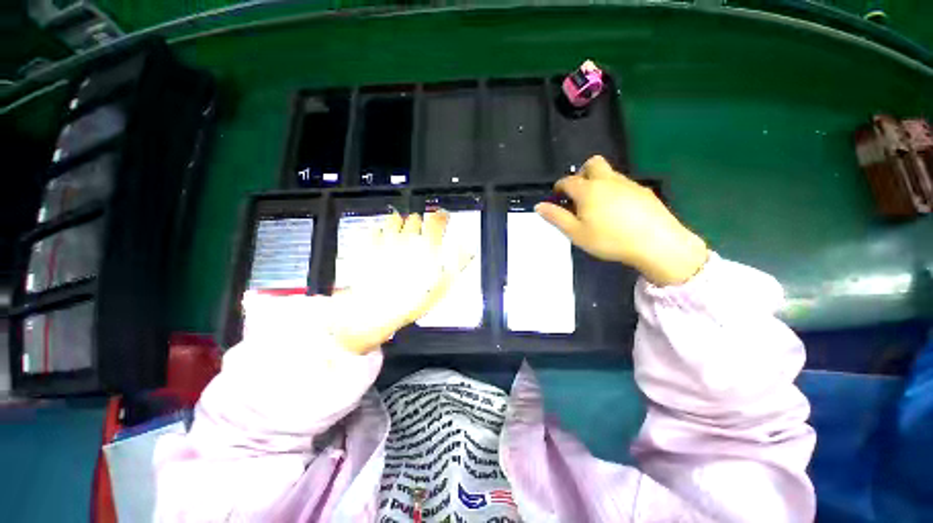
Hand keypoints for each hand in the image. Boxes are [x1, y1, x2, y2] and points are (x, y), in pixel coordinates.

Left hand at [330, 211, 470, 353]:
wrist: (379, 308)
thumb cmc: (412, 299)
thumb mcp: (443, 285)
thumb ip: (457, 264)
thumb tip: (467, 251)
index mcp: (427, 245)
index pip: (437, 220)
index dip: (442, 217)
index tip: (443, 218)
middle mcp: (408, 237)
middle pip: (415, 218)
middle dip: (420, 224)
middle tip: (421, 233)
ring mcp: (386, 240)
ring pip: (394, 219)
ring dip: (400, 223)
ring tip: (401, 232)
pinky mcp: (369, 245)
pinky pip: (375, 229)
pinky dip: (380, 231)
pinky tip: (382, 238)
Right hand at [535, 155, 707, 285]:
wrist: (656, 243)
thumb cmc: (609, 239)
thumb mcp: (576, 233)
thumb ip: (556, 217)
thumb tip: (539, 206)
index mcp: (588, 190)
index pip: (568, 181)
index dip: (559, 187)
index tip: (557, 197)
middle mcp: (607, 180)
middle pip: (592, 164)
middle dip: (582, 174)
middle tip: (579, 194)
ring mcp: (628, 184)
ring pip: (609, 173)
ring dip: (599, 182)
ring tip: (598, 206)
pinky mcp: (644, 191)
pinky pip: (623, 184)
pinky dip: (614, 191)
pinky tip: (618, 211)